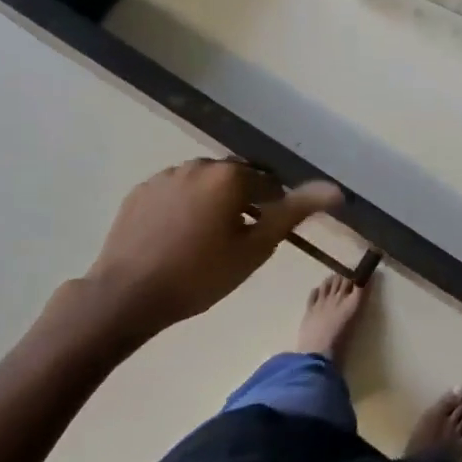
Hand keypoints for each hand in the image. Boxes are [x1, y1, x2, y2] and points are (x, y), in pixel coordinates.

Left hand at [37, 159, 341, 367]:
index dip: (271, 211)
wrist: (126, 296)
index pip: (268, 185)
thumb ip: (295, 212)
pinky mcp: (141, 191)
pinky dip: (184, 208)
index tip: (262, 238)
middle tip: (237, 242)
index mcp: (230, 175)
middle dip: (242, 203)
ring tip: (205, 242)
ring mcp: (166, 176)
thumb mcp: (255, 249)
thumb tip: (336, 190)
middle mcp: (199, 165)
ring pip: (204, 184)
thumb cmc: (199, 275)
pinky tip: (177, 239)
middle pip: (235, 180)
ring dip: (213, 204)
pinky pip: (176, 192)